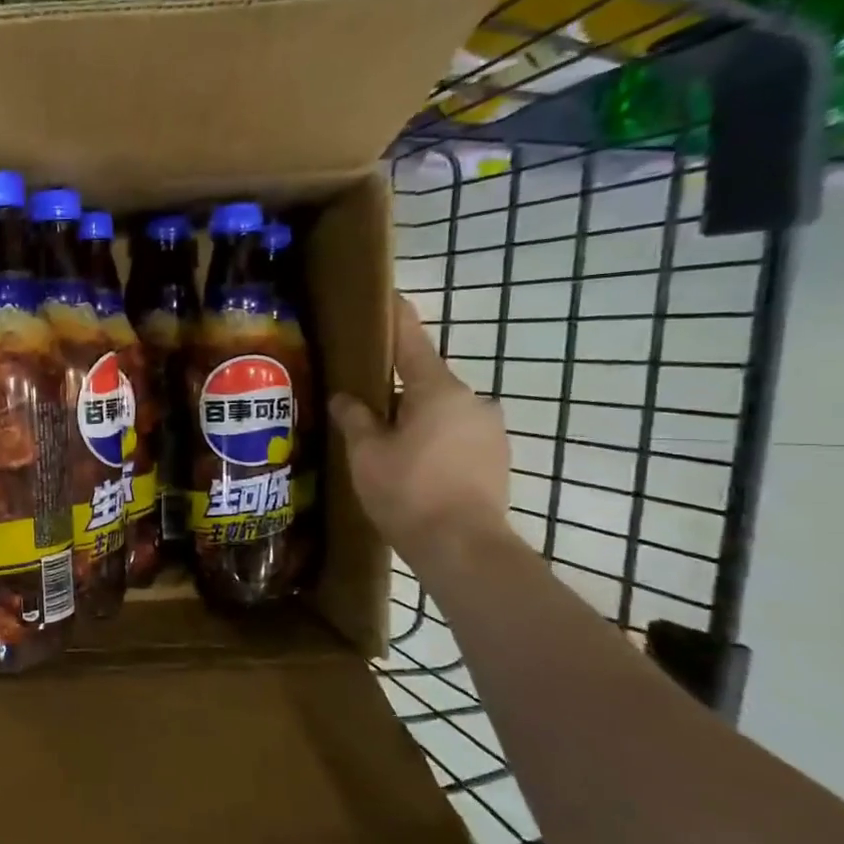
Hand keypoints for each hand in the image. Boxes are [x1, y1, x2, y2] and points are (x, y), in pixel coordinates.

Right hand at [330, 299, 513, 570]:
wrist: (464, 547)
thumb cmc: (408, 491)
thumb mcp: (367, 453)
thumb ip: (355, 419)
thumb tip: (346, 398)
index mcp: (438, 389)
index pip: (412, 341)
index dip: (396, 317)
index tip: (388, 296)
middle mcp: (472, 400)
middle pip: (426, 382)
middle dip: (396, 390)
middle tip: (363, 408)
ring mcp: (490, 430)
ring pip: (441, 413)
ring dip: (415, 420)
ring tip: (385, 448)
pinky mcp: (497, 458)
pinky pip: (456, 437)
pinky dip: (433, 443)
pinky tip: (412, 470)